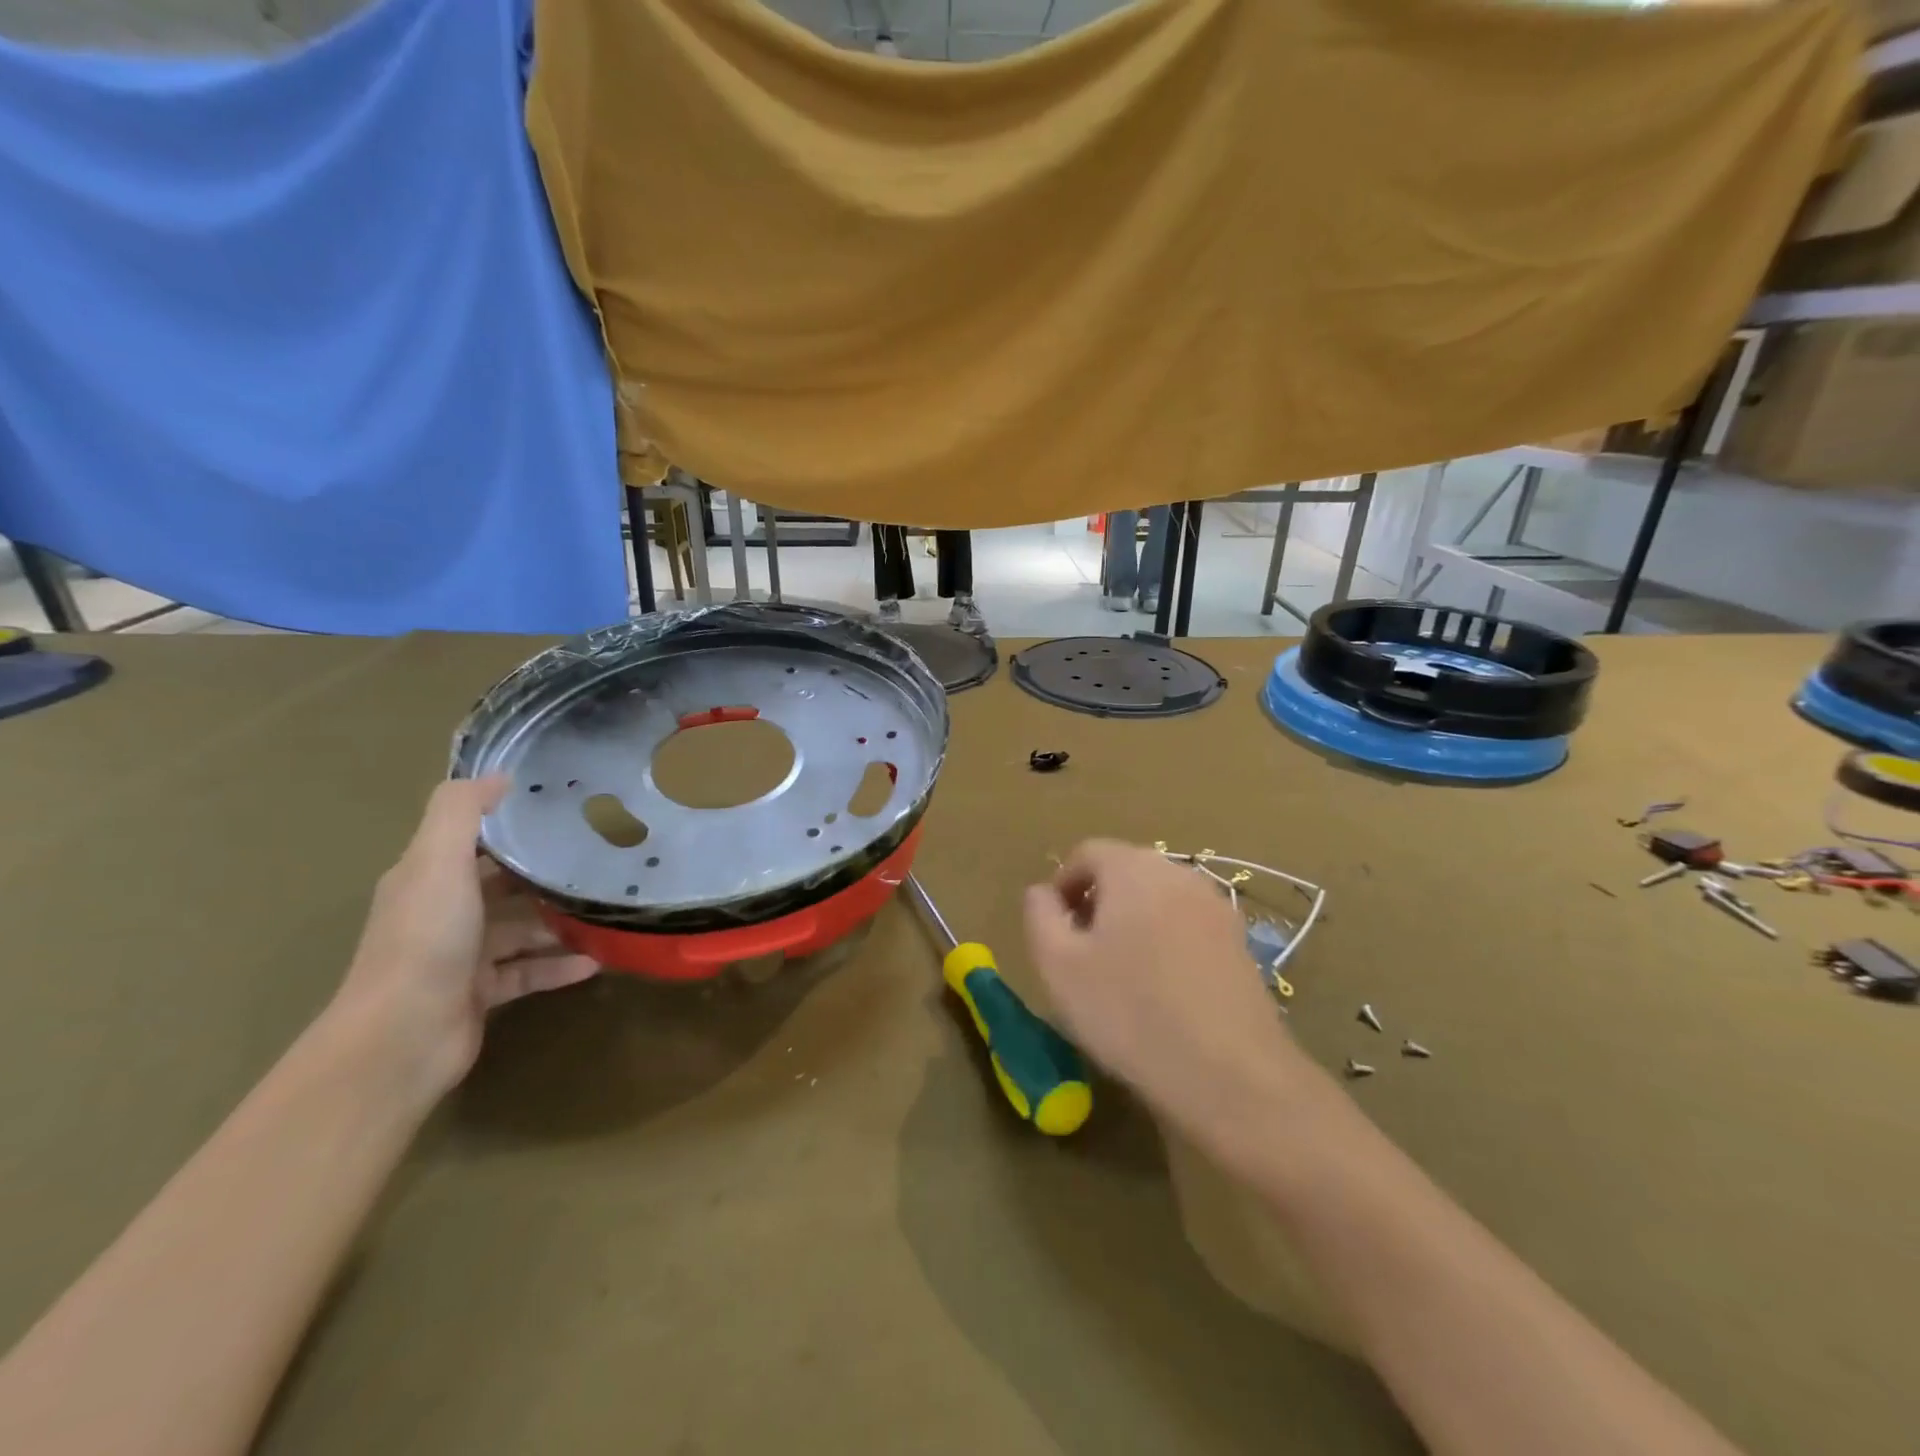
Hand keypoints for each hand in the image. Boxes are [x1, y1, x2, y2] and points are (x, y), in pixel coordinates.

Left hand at [334, 776, 598, 1098]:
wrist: (402, 1038)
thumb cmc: (425, 940)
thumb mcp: (437, 862)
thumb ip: (460, 812)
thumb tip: (498, 775)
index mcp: (427, 879)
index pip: (471, 841)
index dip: (509, 824)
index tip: (560, 810)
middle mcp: (442, 914)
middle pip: (500, 885)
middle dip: (542, 873)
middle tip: (596, 859)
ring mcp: (462, 957)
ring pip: (519, 930)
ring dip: (558, 922)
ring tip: (605, 910)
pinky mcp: (481, 994)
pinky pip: (529, 973)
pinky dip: (560, 966)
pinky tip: (597, 961)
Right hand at [1023, 839, 1303, 1138]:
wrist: (1230, 1075)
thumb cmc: (1129, 1013)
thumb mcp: (1058, 966)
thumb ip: (1040, 916)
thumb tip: (1041, 893)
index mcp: (1133, 868)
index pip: (1086, 853)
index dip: (1061, 885)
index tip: (1053, 931)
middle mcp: (1178, 873)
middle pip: (1124, 871)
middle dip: (1096, 903)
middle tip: (1080, 954)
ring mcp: (1215, 906)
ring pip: (1157, 899)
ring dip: (1130, 923)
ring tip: (1118, 975)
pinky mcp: (1240, 942)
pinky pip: (1187, 925)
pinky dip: (1164, 942)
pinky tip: (1160, 991)